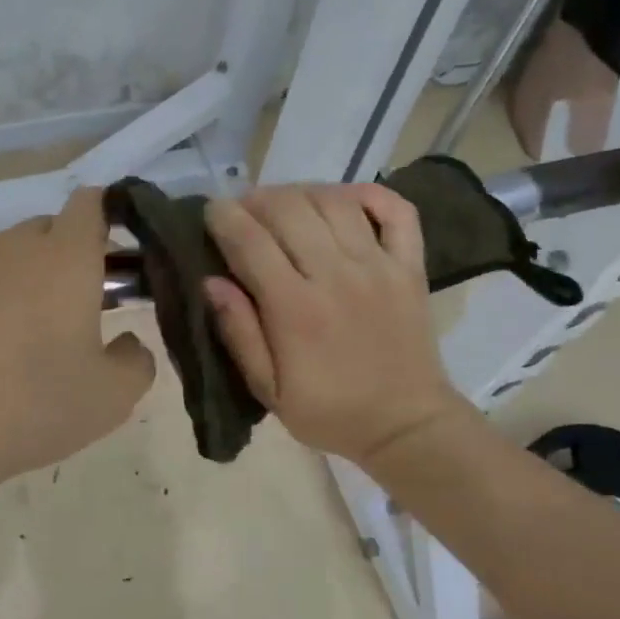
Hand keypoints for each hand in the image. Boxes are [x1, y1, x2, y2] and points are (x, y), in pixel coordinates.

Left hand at [0, 188, 154, 494]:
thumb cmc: (30, 410)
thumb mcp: (112, 399)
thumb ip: (136, 359)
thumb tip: (124, 342)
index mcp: (66, 260)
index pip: (90, 204)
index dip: (102, 219)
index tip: (104, 256)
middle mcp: (12, 244)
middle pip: (44, 232)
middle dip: (58, 260)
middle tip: (59, 313)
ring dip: (9, 279)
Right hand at [203, 184, 462, 467]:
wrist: (405, 425)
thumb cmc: (329, 411)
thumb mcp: (268, 389)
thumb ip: (239, 333)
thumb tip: (211, 281)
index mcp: (295, 309)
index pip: (250, 241)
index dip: (223, 217)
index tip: (210, 212)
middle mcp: (336, 276)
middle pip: (288, 209)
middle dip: (256, 200)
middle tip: (243, 212)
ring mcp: (378, 266)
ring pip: (334, 201)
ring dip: (301, 193)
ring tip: (284, 207)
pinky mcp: (409, 266)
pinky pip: (395, 210)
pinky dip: (368, 194)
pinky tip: (343, 201)